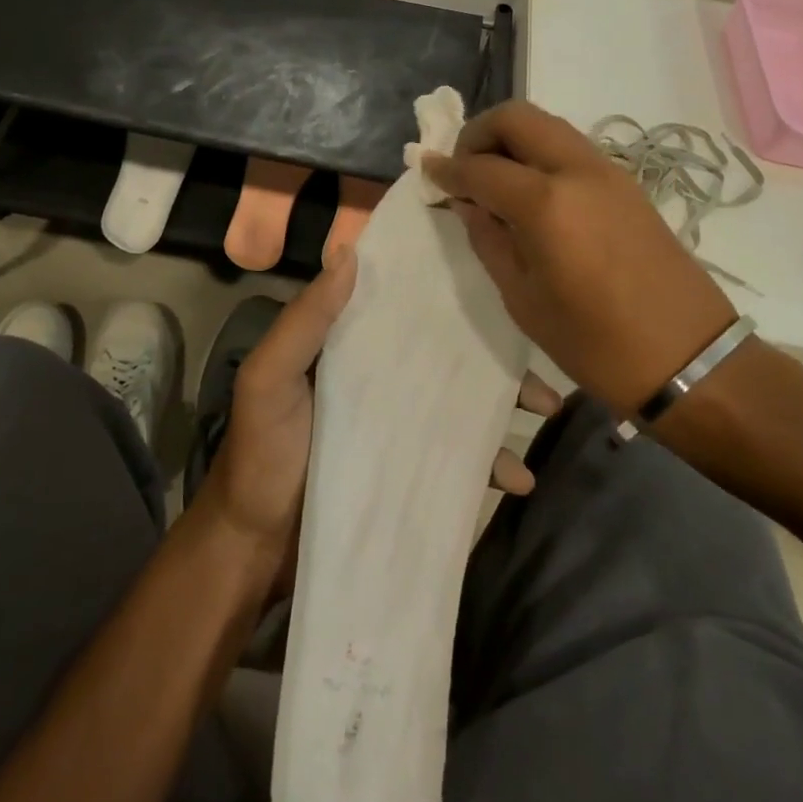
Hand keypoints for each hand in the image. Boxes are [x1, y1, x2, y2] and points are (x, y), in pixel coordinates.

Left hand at [201, 243, 565, 596]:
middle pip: (448, 354)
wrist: (256, 548)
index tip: (498, 280)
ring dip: (506, 405)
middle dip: (497, 354)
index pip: (405, 304)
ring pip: (463, 402)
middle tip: (538, 359)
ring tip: (546, 412)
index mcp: (351, 345)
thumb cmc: (261, 453)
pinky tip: (519, 479)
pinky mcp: (410, 470)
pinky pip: (460, 458)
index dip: (448, 291)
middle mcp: (381, 376)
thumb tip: (349, 253)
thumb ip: (305, 321)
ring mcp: (399, 425)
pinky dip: (492, 464)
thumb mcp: (269, 379)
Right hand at [423, 99, 738, 414]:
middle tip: (463, 169)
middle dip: (479, 133)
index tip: (427, 172)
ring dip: (513, 139)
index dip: (447, 168)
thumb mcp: (523, 299)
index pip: (481, 166)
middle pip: (517, 117)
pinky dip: (541, 154)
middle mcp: (577, 171)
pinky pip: (571, 148)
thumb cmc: (594, 343)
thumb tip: (467, 202)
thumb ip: (489, 239)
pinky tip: (531, 194)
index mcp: (546, 204)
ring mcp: (609, 172)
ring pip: (548, 126)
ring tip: (493, 180)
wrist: (688, 358)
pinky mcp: (627, 184)